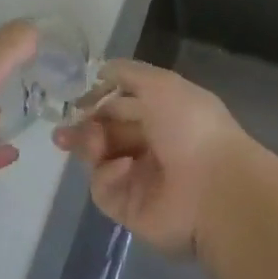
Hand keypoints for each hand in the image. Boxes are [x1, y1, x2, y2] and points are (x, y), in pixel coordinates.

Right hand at [53, 60, 253, 256]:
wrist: (214, 188)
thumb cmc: (190, 125)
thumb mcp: (160, 84)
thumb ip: (127, 73)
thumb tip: (101, 70)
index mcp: (161, 114)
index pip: (120, 105)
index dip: (98, 101)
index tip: (76, 102)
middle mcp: (150, 145)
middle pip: (105, 133)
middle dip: (83, 129)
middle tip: (63, 133)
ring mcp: (139, 178)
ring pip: (99, 160)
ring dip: (90, 148)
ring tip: (93, 145)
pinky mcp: (129, 209)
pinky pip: (104, 189)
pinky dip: (108, 176)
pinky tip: (123, 168)